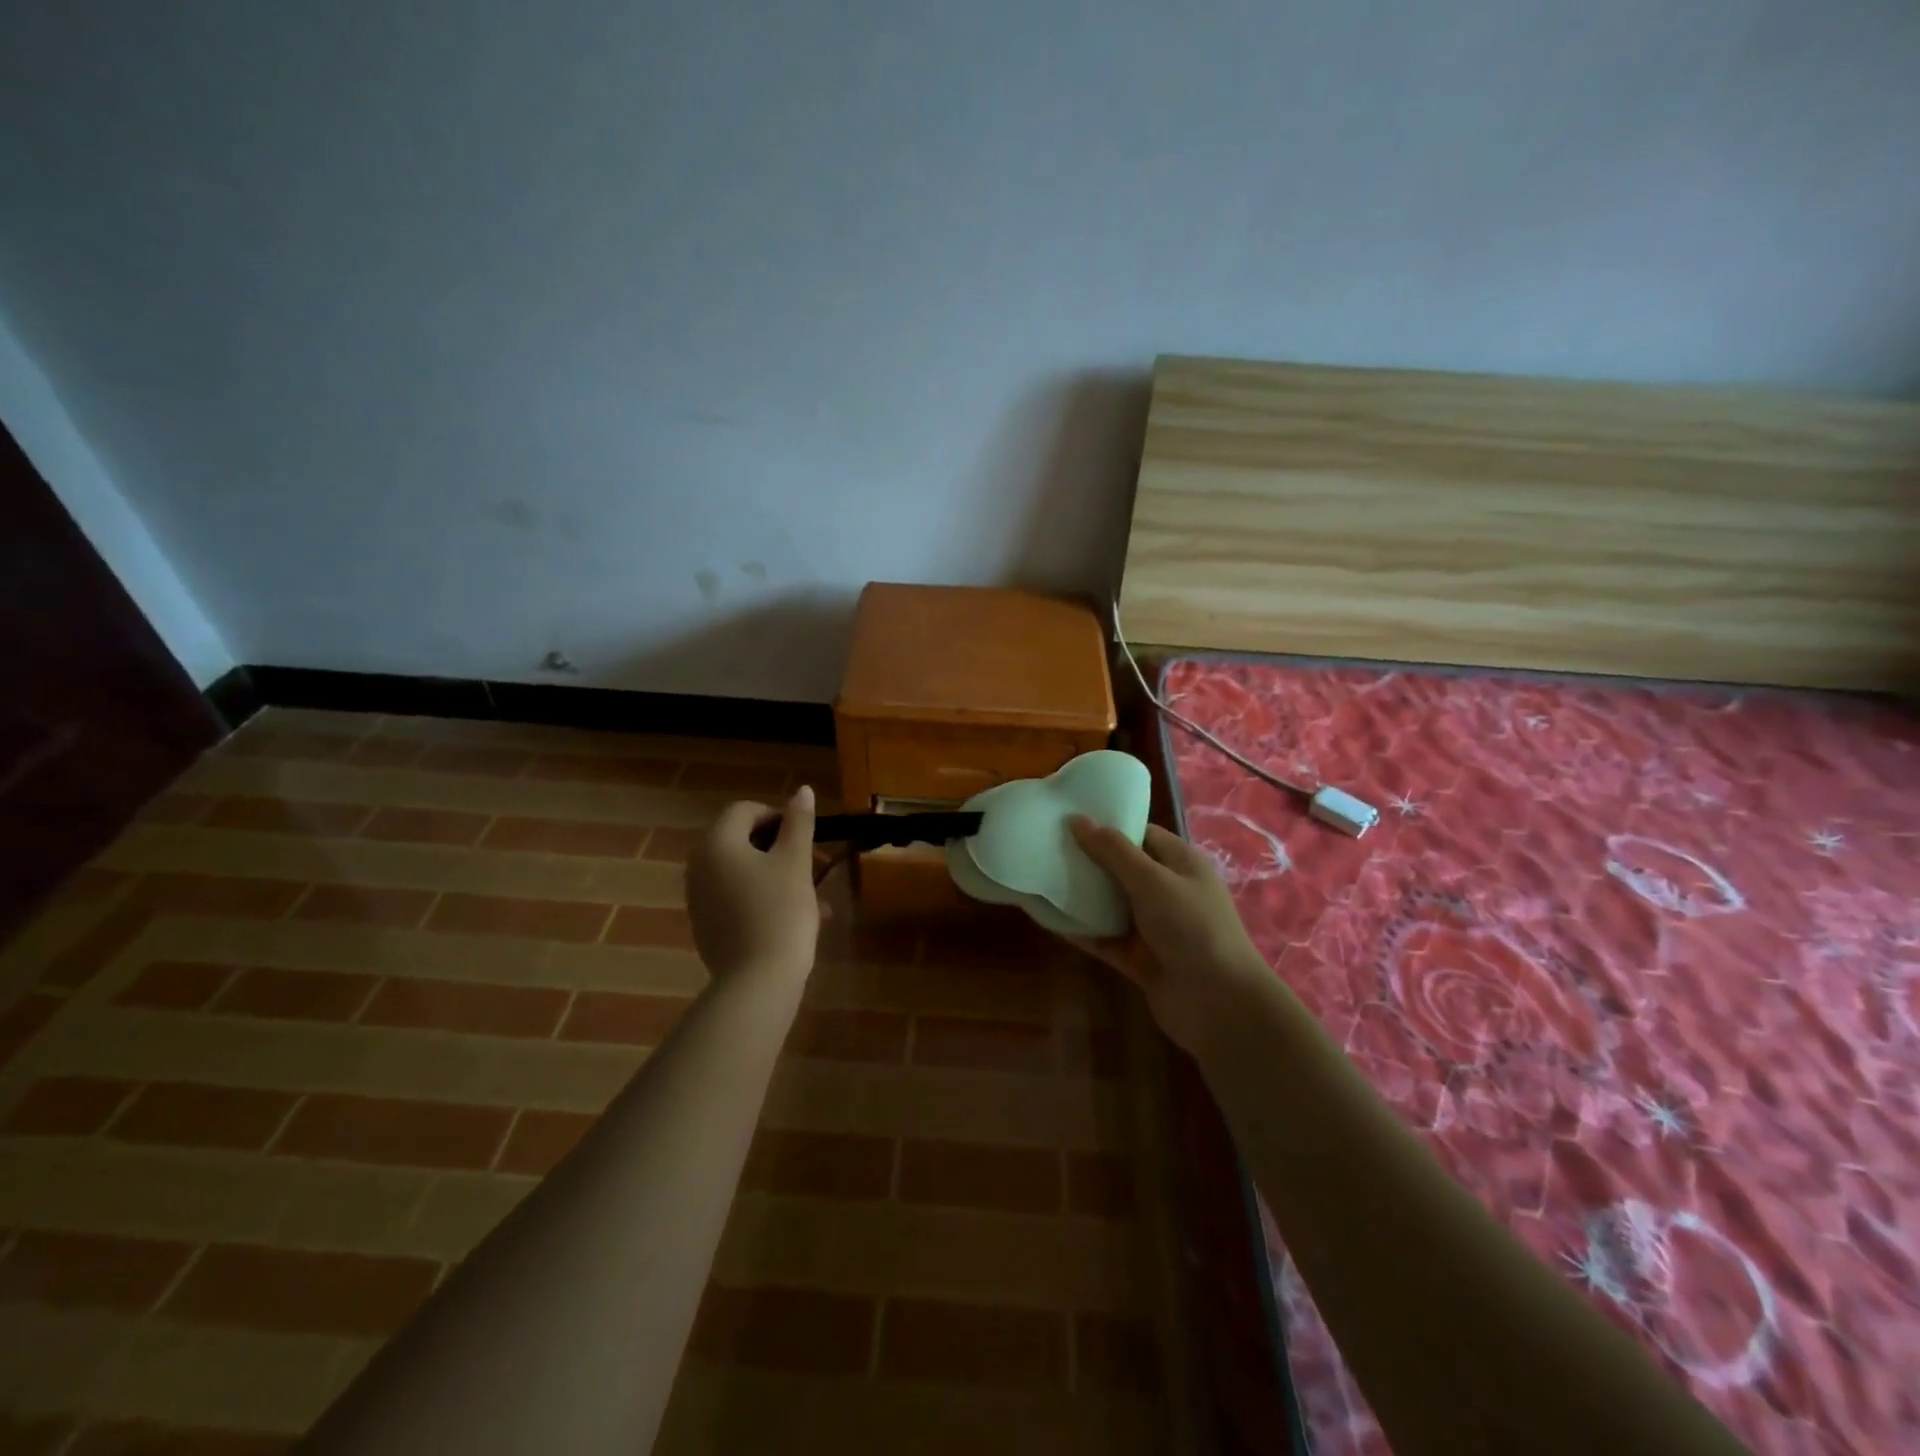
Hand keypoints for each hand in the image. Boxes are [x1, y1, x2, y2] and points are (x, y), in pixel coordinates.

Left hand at [686, 787, 821, 984]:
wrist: (758, 982)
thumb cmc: (780, 911)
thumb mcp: (796, 861)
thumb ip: (800, 822)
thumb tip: (802, 790)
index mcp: (717, 843)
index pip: (745, 810)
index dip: (779, 817)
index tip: (807, 839)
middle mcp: (699, 866)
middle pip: (744, 842)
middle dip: (783, 850)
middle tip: (817, 867)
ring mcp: (700, 899)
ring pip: (746, 873)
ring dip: (780, 876)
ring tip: (818, 899)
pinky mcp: (707, 926)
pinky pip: (738, 899)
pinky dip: (765, 899)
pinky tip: (800, 920)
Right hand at [1066, 818, 1271, 1053]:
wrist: (1219, 1003)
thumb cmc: (1192, 927)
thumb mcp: (1152, 880)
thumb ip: (1113, 851)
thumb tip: (1077, 820)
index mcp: (1180, 864)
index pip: (1141, 834)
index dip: (1108, 826)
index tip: (1068, 820)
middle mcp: (1168, 892)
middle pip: (1122, 869)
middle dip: (1088, 860)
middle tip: (1047, 847)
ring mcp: (1154, 928)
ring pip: (1111, 905)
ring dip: (1082, 896)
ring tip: (1041, 878)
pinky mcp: (1140, 959)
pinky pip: (1105, 939)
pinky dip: (1082, 931)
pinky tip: (1050, 920)